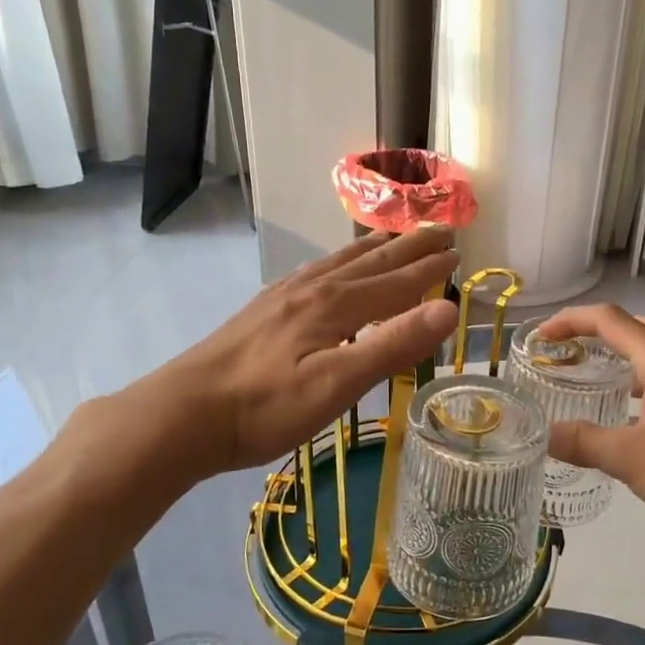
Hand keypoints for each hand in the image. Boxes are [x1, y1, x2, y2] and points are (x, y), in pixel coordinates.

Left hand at [134, 228, 459, 474]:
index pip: (396, 283)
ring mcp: (283, 297)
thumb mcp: (338, 384)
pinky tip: (327, 269)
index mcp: (336, 305)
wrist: (186, 413)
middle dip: (408, 248)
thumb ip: (392, 345)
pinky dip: (335, 262)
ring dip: (372, 248)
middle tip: (438, 231)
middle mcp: (313, 290)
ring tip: (392, 237)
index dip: (429, 270)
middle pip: (370, 262)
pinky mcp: (263, 310)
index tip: (458, 252)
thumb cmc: (267, 407)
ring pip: (339, 262)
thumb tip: (448, 309)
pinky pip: (312, 272)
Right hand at [540, 305, 644, 543]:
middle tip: (569, 353)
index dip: (571, 321)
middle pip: (639, 326)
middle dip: (599, 331)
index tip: (541, 337)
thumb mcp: (630, 459)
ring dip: (626, 354)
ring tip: (597, 378)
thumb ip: (583, 442)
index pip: (610, 320)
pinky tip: (638, 413)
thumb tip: (545, 435)